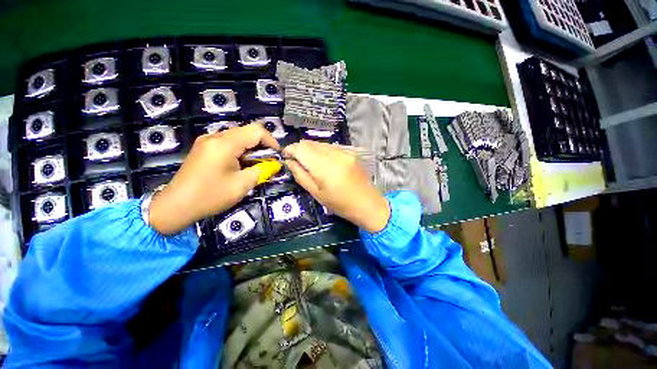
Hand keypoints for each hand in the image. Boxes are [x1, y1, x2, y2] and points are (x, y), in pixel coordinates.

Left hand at [149, 124, 280, 234]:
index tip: (277, 156)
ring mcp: (208, 141)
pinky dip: (241, 150)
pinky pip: (228, 142)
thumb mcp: (242, 185)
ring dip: (252, 148)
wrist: (176, 205)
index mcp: (225, 143)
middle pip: (247, 131)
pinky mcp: (204, 147)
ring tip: (256, 164)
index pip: (256, 130)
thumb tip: (275, 164)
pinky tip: (241, 164)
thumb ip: (262, 171)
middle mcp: (215, 136)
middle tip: (268, 162)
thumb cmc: (210, 196)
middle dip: (262, 145)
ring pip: (238, 136)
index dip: (271, 141)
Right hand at [283, 140, 389, 232]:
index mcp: (325, 166)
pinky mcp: (351, 152)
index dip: (290, 149)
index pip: (301, 148)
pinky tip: (324, 162)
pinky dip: (322, 151)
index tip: (285, 156)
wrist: (367, 203)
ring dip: (311, 150)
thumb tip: (289, 161)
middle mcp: (335, 154)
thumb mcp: (316, 193)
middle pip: (310, 143)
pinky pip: (331, 147)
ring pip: (320, 143)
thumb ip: (300, 175)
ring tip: (310, 163)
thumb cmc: (340, 203)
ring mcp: (345, 151)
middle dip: (300, 149)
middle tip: (296, 161)